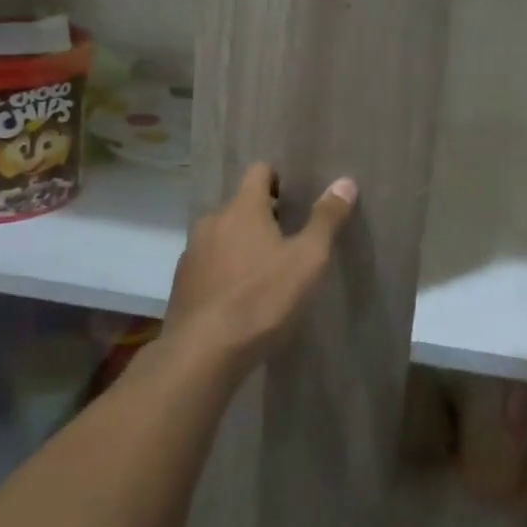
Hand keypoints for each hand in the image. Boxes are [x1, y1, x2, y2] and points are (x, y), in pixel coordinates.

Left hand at [162, 162, 357, 373]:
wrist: (202, 355)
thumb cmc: (262, 299)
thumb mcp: (308, 259)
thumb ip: (326, 219)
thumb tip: (345, 182)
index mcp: (242, 208)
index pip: (259, 171)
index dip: (278, 179)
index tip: (296, 200)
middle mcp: (212, 221)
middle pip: (240, 206)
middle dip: (263, 217)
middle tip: (289, 240)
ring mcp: (192, 254)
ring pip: (222, 236)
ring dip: (242, 246)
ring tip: (266, 272)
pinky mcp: (181, 286)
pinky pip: (209, 265)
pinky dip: (225, 272)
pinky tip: (241, 299)